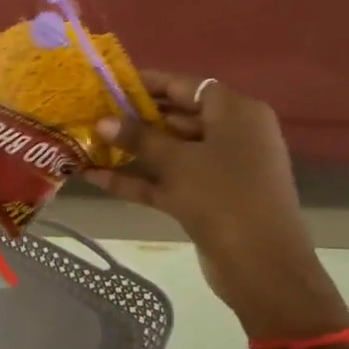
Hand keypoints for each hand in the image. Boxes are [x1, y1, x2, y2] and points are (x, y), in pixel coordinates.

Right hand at [80, 72, 348, 338]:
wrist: (260, 265)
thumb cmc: (223, 197)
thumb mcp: (177, 162)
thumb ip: (138, 138)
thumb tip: (102, 121)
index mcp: (236, 113)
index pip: (187, 86)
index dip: (148, 83)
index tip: (110, 84)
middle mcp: (231, 135)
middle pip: (177, 118)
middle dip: (134, 119)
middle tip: (91, 114)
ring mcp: (219, 169)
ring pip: (170, 152)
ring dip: (131, 151)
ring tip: (88, 143)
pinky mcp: (206, 199)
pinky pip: (168, 180)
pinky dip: (138, 179)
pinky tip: (96, 178)